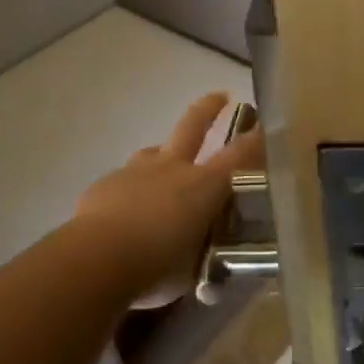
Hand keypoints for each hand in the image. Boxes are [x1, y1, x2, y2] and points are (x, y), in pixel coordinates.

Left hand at [75, 93, 265, 308]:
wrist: (96, 260)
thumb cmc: (157, 267)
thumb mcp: (194, 267)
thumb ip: (203, 251)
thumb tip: (208, 252)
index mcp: (203, 186)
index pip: (239, 156)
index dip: (256, 139)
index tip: (267, 124)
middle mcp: (172, 168)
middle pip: (193, 127)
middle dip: (209, 109)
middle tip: (220, 96)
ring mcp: (136, 172)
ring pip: (154, 151)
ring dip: (163, 153)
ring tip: (165, 165)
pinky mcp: (105, 185)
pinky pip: (124, 181)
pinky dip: (131, 190)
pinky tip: (126, 211)